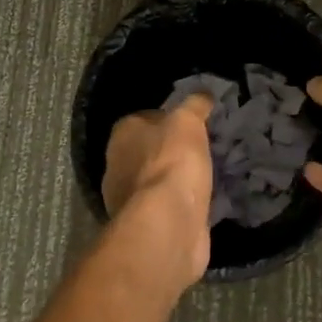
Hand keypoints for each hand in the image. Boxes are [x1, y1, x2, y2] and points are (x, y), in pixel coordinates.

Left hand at [103, 94, 215, 289]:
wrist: (168, 223)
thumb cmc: (173, 161)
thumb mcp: (188, 121)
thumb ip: (195, 105)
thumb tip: (203, 95)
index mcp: (121, 136)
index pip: (142, 118)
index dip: (166, 118)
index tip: (191, 123)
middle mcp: (116, 166)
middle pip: (147, 151)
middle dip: (170, 150)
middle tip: (200, 148)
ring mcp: (128, 200)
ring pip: (155, 180)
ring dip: (175, 179)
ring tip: (205, 174)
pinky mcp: (145, 226)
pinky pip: (165, 206)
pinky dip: (180, 203)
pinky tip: (201, 200)